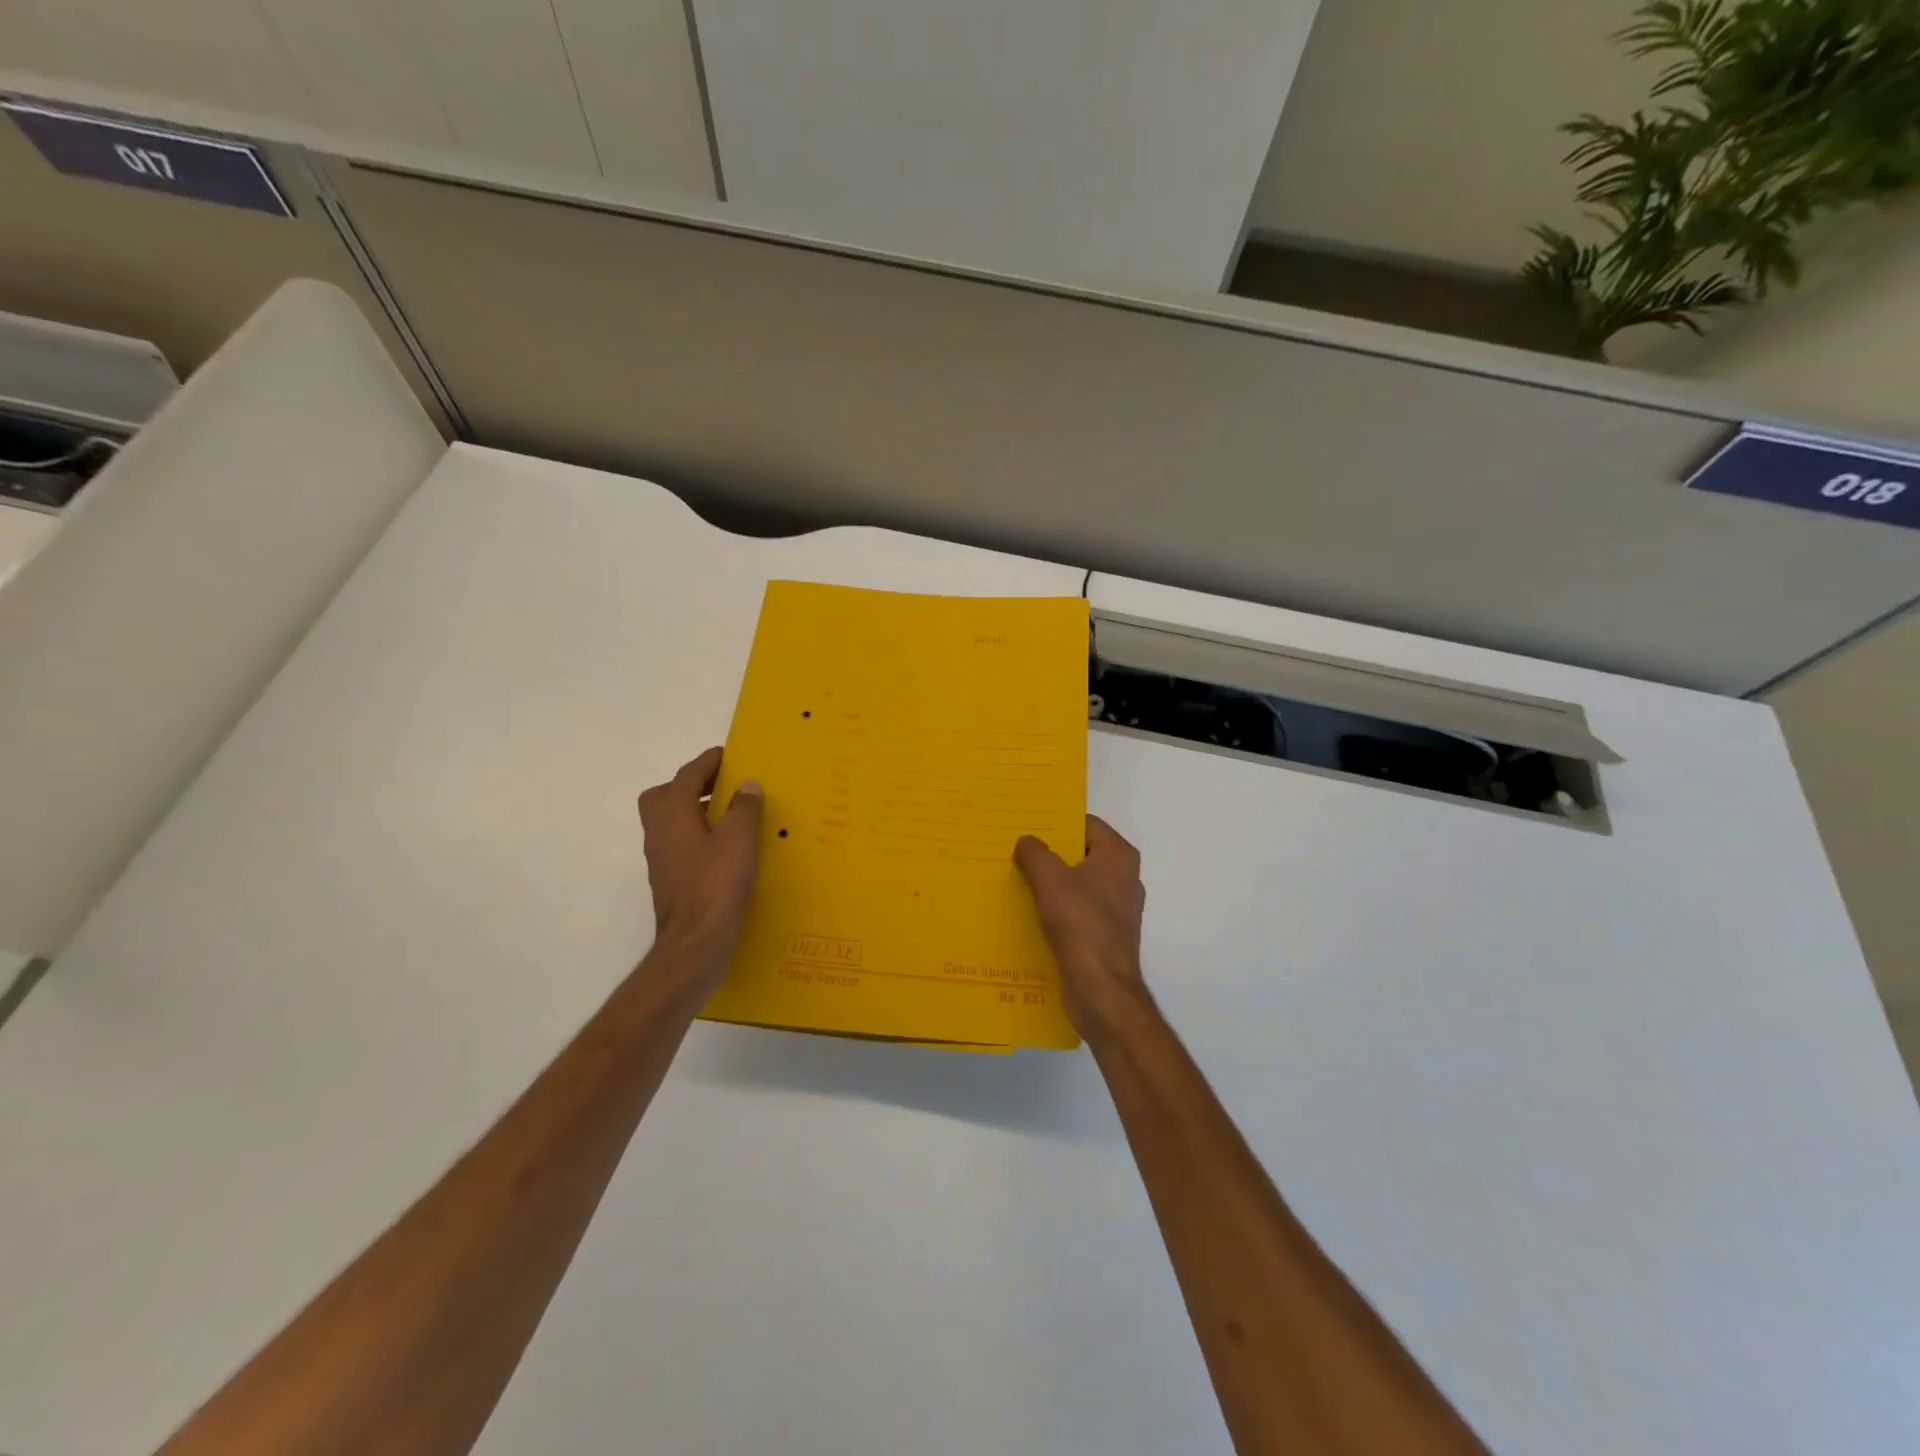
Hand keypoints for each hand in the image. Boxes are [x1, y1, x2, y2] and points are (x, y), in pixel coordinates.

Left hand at [637, 748, 763, 977]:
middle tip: (721, 785)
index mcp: (672, 814)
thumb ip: (743, 808)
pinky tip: (725, 846)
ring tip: (730, 813)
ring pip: (670, 820)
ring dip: (694, 810)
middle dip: (690, 785)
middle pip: (665, 795)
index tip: (728, 755)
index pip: (687, 775)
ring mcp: (661, 858)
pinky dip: (698, 834)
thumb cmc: (716, 885)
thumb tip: (746, 785)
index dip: (708, 762)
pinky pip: (680, 843)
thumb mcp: (739, 839)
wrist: (694, 943)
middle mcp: (659, 832)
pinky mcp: (670, 879)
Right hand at [1014, 815, 1148, 1036]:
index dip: (1057, 823)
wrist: (1101, 989)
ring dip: (1051, 882)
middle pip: (1081, 853)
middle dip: (1051, 853)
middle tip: (1016, 850)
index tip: (1028, 825)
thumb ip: (1035, 854)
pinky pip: (1078, 910)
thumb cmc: (1080, 924)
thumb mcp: (1050, 880)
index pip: (1086, 824)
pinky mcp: (1106, 935)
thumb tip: (1027, 842)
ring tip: (1016, 879)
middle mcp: (1124, 878)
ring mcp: (1117, 909)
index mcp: (1119, 857)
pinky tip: (1030, 912)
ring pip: (1078, 883)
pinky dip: (1057, 908)